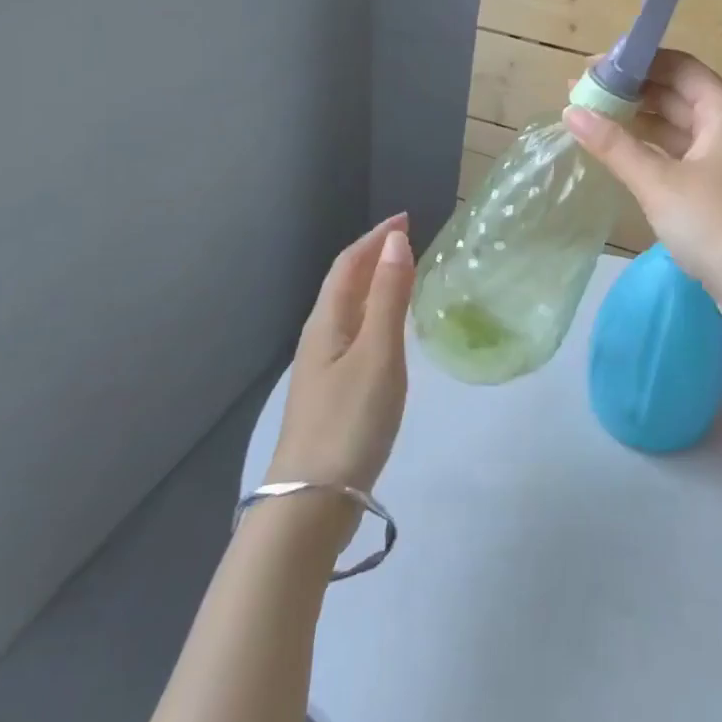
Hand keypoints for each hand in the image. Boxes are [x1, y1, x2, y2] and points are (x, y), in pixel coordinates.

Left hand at [266, 215, 413, 495]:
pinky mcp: (333, 394)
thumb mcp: (379, 354)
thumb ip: (390, 297)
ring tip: (406, 277)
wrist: (311, 502)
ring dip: (376, 286)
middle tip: (410, 242)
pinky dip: (377, 317)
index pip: (349, 264)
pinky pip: (357, 336)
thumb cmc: (349, 421)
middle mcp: (320, 338)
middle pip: (345, 284)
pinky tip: (392, 334)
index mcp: (328, 322)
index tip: (406, 219)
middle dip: (374, 256)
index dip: (375, 237)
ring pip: (351, 311)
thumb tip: (395, 241)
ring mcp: (324, 368)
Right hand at [565, 50, 721, 340]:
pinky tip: (617, 151)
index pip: (677, 66)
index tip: (593, 67)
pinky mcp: (716, 186)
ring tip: (589, 118)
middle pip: (674, 94)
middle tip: (581, 92)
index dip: (636, 61)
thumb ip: (615, 146)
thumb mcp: (659, 183)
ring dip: (636, 120)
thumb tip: (571, 112)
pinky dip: (648, 148)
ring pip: (674, 126)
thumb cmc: (716, 224)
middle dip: (630, 91)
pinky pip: (677, 153)